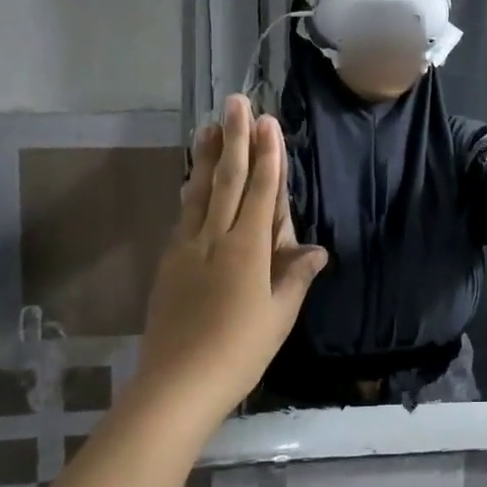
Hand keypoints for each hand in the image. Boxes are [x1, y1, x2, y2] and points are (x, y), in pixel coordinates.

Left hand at [136, 96, 327, 421]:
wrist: (176, 384)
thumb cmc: (239, 351)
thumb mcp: (278, 316)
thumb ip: (294, 276)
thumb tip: (316, 249)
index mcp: (247, 249)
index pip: (260, 191)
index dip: (267, 155)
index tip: (268, 122)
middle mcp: (215, 239)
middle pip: (226, 180)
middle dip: (234, 139)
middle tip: (236, 102)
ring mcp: (187, 248)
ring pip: (199, 192)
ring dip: (206, 156)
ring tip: (209, 124)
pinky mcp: (170, 262)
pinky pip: (184, 214)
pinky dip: (191, 189)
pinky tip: (191, 178)